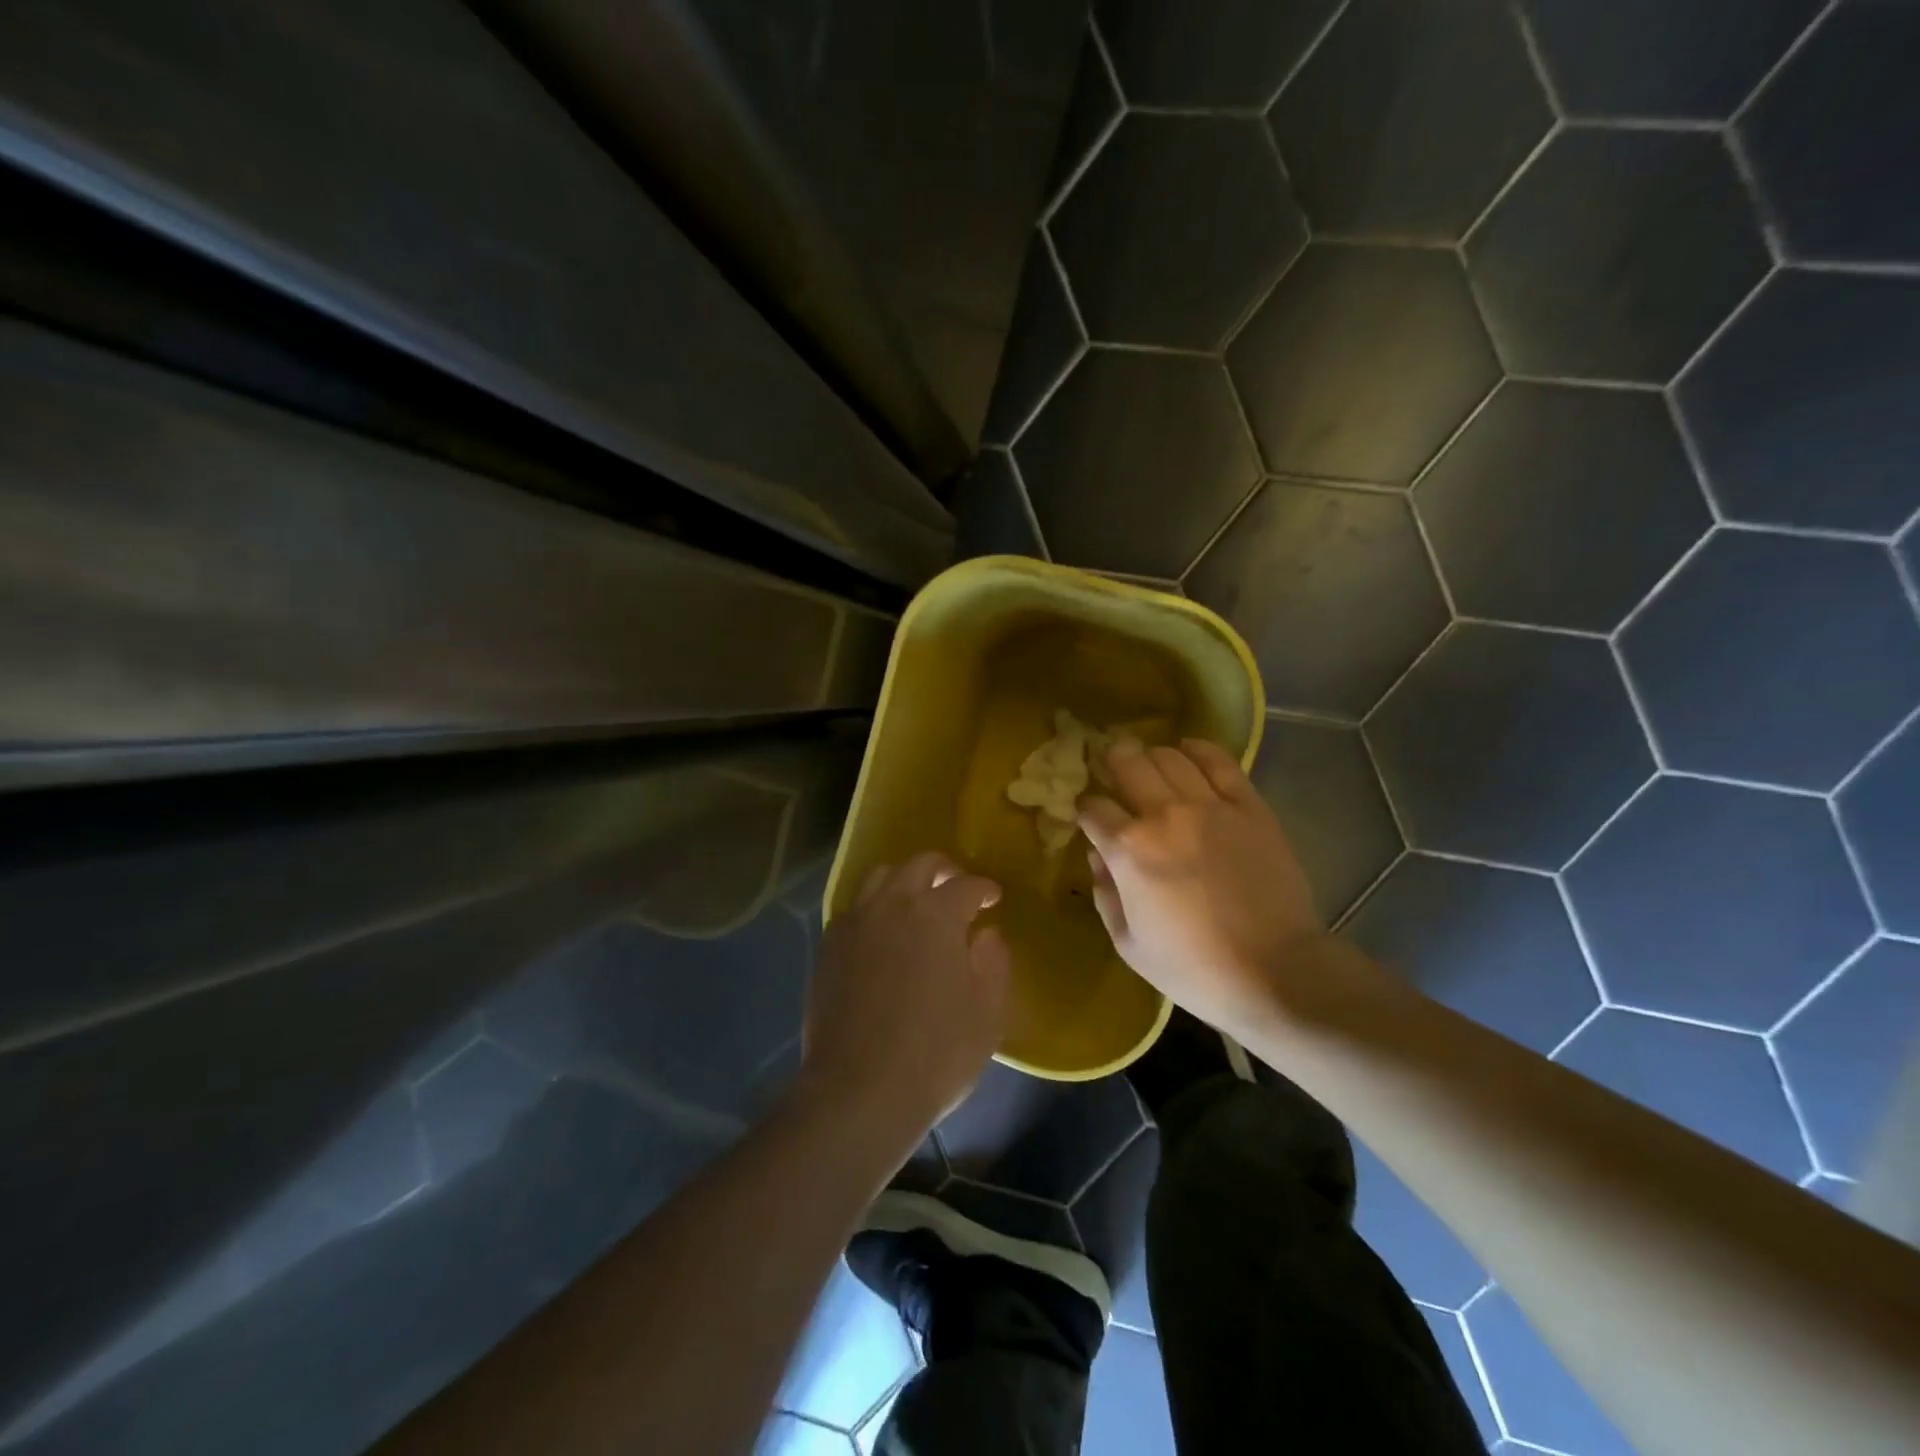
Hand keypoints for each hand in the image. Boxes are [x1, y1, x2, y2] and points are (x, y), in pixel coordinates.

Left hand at [799, 852, 1010, 1145]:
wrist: (859, 1091)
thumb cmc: (936, 1053)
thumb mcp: (987, 1012)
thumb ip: (994, 962)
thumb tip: (987, 934)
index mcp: (936, 915)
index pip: (966, 885)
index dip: (985, 888)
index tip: (993, 899)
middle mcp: (893, 904)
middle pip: (920, 865)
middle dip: (945, 870)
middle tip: (958, 888)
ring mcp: (855, 923)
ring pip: (880, 876)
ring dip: (905, 879)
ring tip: (917, 901)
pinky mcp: (829, 946)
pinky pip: (855, 907)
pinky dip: (875, 905)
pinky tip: (883, 931)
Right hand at [1078, 739, 1321, 1039]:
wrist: (1275, 972)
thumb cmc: (1193, 967)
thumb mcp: (1128, 944)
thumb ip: (1105, 894)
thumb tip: (1096, 857)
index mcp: (1129, 850)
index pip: (1092, 808)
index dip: (1085, 808)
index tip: (1089, 815)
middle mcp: (1164, 815)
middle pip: (1128, 763)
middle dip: (1112, 761)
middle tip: (1113, 768)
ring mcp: (1211, 806)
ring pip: (1170, 756)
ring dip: (1152, 757)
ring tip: (1152, 767)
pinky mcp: (1250, 807)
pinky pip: (1220, 762)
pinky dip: (1199, 750)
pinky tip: (1188, 751)